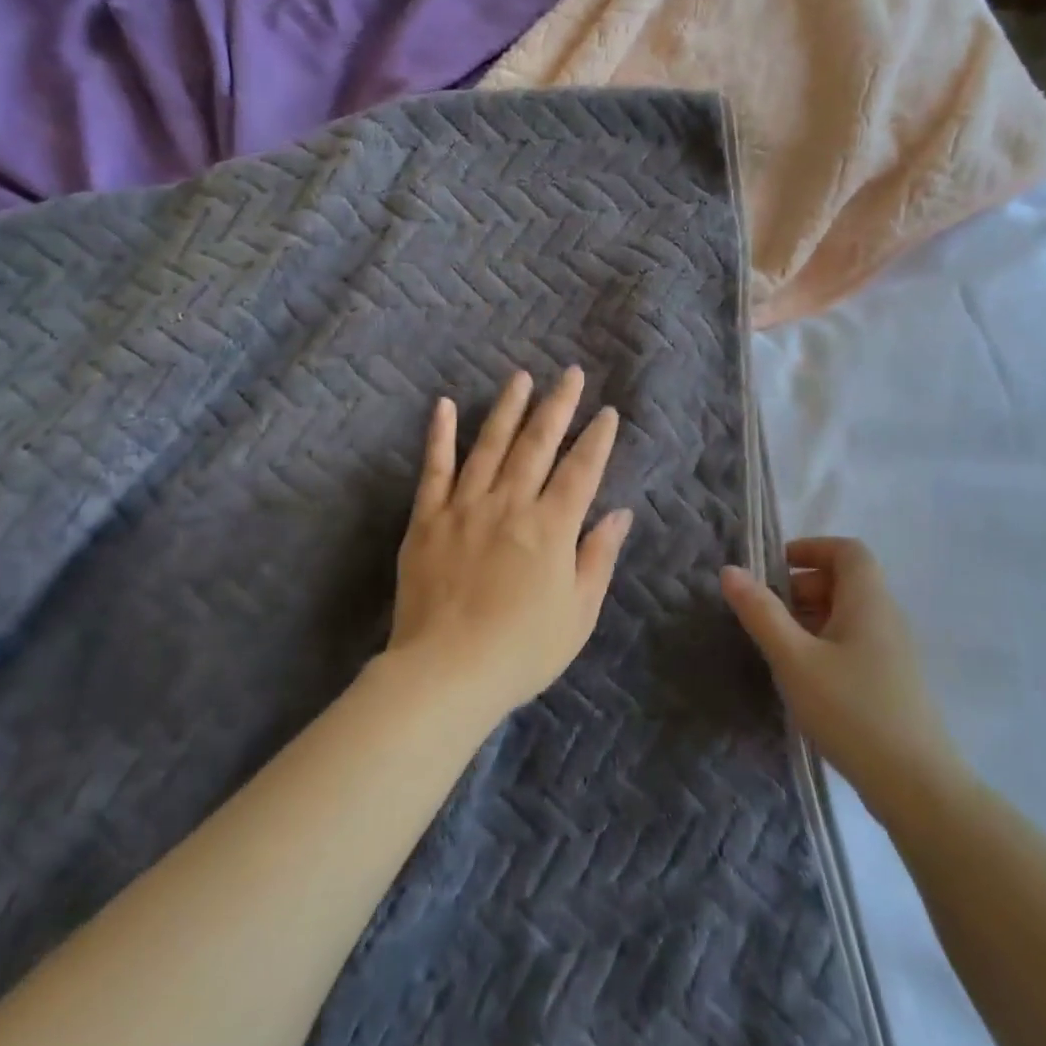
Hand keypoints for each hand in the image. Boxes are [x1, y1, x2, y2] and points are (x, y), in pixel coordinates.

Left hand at [390, 368, 632, 721]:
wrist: (446, 672)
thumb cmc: (522, 650)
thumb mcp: (578, 613)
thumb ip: (598, 557)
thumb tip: (619, 513)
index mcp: (551, 527)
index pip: (581, 470)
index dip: (597, 439)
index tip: (607, 412)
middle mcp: (510, 504)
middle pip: (538, 445)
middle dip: (558, 406)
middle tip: (570, 374)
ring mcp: (465, 507)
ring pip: (490, 445)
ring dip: (508, 409)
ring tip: (521, 378)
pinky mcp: (427, 519)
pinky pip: (434, 469)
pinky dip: (440, 435)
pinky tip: (446, 405)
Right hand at [721, 538, 958, 799]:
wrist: (916, 786)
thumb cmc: (851, 710)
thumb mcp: (794, 659)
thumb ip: (761, 612)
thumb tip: (730, 570)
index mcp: (868, 600)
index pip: (847, 550)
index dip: (810, 548)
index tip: (773, 568)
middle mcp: (886, 617)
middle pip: (845, 580)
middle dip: (802, 586)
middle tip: (766, 612)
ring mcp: (894, 651)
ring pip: (849, 614)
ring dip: (811, 617)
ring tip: (777, 645)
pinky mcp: (893, 681)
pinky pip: (856, 642)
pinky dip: (826, 642)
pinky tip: (804, 676)